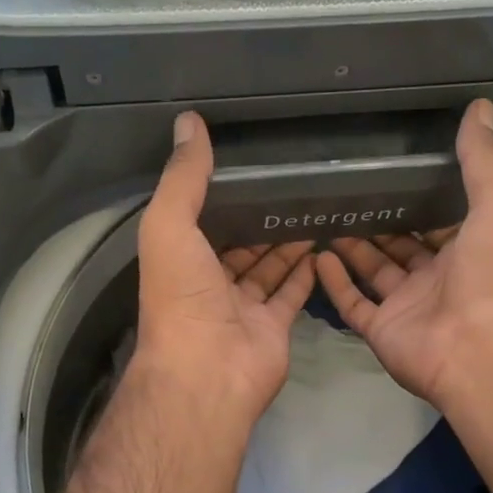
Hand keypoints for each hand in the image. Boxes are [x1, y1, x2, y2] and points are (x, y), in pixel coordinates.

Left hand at [132, 111, 316, 431]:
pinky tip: (322, 244)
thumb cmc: (182, 296)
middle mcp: (209, 282)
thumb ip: (183, 177)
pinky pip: (291, 293)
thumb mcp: (170, 225)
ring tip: (312, 205)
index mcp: (180, 259)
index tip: (247, 164)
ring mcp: (242, 306)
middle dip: (259, 217)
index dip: (220, 194)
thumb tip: (189, 122)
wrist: (207, 371)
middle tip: (291, 182)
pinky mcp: (273, 326)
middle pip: (238, 243)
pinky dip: (305, 272)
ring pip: (267, 267)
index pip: (201, 219)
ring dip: (285, 241)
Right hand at [314, 98, 492, 418]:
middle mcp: (437, 276)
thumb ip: (483, 158)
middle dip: (378, 220)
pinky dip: (335, 282)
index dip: (419, 196)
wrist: (482, 350)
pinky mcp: (382, 329)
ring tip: (324, 215)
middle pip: (401, 244)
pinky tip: (318, 255)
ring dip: (353, 247)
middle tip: (345, 190)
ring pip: (373, 270)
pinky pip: (353, 302)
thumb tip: (480, 106)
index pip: (440, 218)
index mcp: (468, 249)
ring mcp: (407, 305)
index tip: (390, 168)